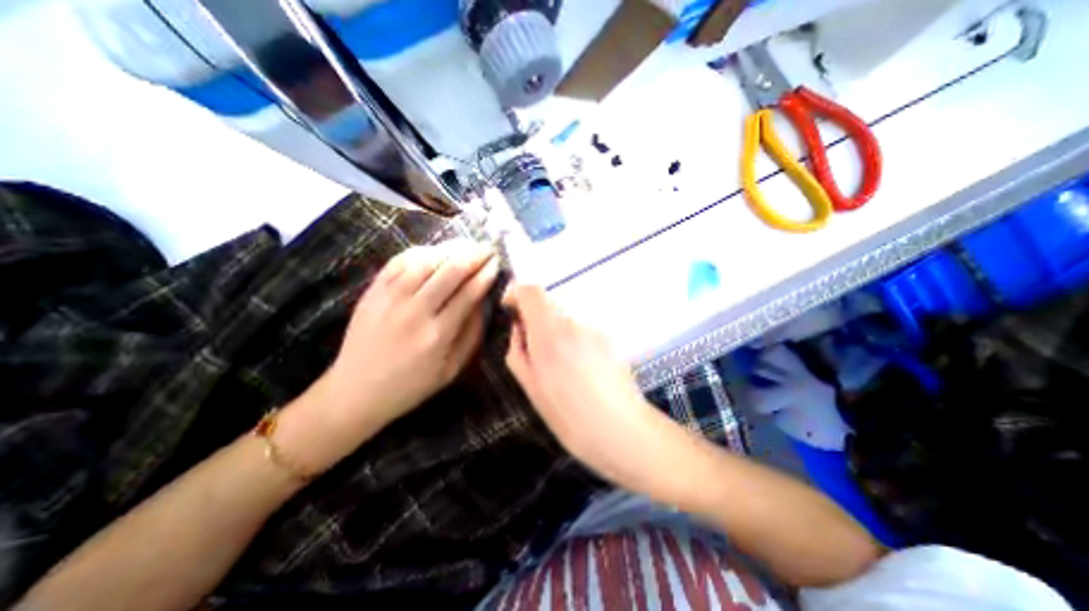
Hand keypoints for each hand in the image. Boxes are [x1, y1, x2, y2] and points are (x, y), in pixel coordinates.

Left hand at [280, 242, 500, 470]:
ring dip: (449, 249)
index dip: (485, 274)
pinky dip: (419, 252)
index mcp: (438, 334)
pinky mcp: (372, 292)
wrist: (356, 391)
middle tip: (487, 247)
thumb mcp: (451, 369)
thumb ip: (471, 334)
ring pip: (425, 261)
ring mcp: (390, 299)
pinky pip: (398, 262)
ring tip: (465, 245)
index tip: (496, 262)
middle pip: (450, 272)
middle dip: (473, 255)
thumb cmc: (411, 385)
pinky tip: (434, 251)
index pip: (469, 293)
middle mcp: (415, 311)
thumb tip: (484, 302)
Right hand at [503, 286, 686, 496]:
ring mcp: (594, 330)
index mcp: (550, 335)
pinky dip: (572, 341)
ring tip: (559, 368)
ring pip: (565, 319)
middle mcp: (574, 324)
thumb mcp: (531, 388)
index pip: (531, 292)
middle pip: (548, 305)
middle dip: (535, 320)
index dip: (517, 294)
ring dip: (555, 333)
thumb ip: (517, 351)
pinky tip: (578, 370)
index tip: (511, 309)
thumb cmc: (571, 418)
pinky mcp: (607, 338)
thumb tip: (518, 328)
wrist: (622, 430)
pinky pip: (581, 330)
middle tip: (533, 350)